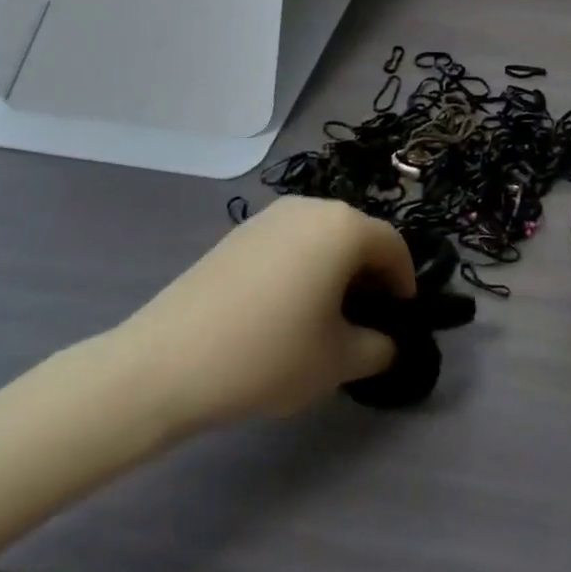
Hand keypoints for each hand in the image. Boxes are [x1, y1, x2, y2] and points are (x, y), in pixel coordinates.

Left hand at [105, 197, 413, 434]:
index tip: (399, 320)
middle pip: (357, 236)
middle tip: (364, 321)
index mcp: (343, 227)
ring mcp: (269, 217)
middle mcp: (309, 208)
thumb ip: (380, 347)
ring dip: (335, 271)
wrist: (165, 363)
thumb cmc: (268, 355)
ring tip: (323, 317)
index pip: (394, 245)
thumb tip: (388, 341)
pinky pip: (288, 243)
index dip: (405, 283)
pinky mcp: (237, 234)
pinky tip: (283, 310)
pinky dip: (302, 268)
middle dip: (370, 276)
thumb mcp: (339, 361)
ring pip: (322, 238)